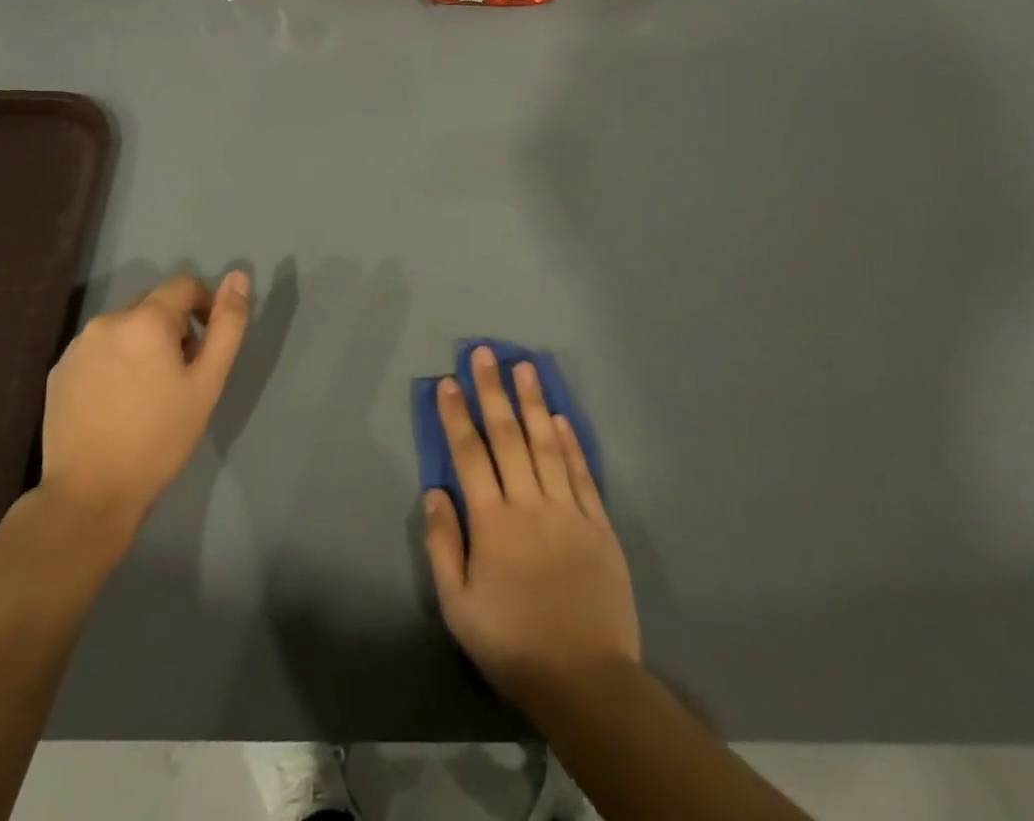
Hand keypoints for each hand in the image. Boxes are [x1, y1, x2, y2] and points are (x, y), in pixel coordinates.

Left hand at [34, 271, 250, 541]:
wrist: (90, 494)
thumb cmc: (159, 437)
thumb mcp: (208, 382)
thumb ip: (227, 325)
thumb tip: (238, 276)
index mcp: (146, 319)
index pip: (183, 286)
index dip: (203, 305)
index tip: (207, 342)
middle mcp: (108, 320)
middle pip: (152, 305)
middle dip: (173, 327)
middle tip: (181, 373)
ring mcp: (78, 345)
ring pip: (123, 327)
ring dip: (142, 343)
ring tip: (149, 390)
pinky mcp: (59, 370)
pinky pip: (98, 349)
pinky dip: (114, 361)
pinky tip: (117, 401)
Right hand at [424, 346, 640, 712]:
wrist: (586, 680)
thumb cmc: (513, 644)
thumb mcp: (459, 605)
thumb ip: (444, 544)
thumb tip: (435, 491)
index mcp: (493, 522)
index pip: (470, 454)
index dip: (457, 415)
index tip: (449, 381)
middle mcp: (530, 504)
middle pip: (508, 436)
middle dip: (493, 390)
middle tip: (485, 353)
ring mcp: (568, 510)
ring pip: (547, 444)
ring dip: (533, 402)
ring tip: (524, 366)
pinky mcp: (598, 524)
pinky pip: (582, 473)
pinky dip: (571, 442)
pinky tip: (560, 417)